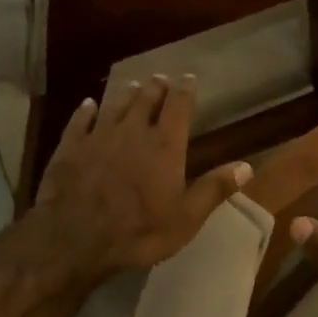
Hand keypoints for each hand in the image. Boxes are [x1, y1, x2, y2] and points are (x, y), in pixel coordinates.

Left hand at [31, 74, 251, 284]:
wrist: (75, 238)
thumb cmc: (139, 231)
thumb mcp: (186, 218)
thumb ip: (214, 189)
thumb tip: (246, 166)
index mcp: (165, 145)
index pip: (179, 106)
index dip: (185, 90)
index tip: (189, 78)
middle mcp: (133, 130)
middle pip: (146, 99)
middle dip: (156, 87)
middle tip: (160, 79)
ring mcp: (98, 135)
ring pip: (115, 105)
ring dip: (126, 94)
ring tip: (133, 86)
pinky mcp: (70, 146)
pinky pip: (80, 120)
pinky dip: (86, 110)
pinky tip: (88, 105)